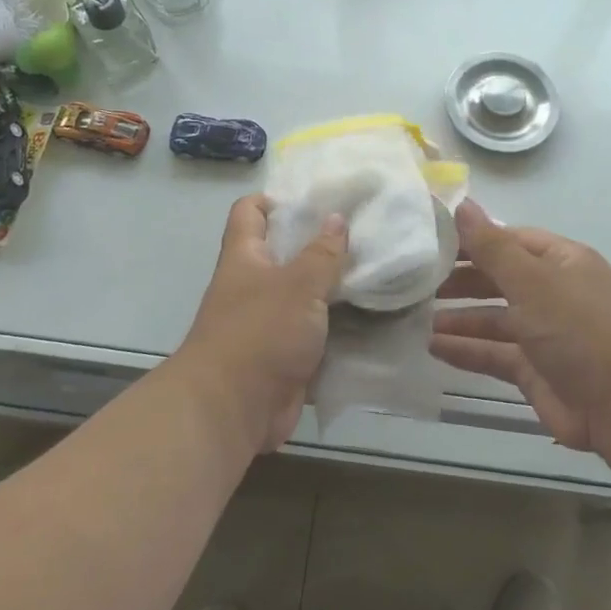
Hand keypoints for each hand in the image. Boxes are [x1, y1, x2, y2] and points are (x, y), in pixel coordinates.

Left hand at [174, 195, 348, 454]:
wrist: (232, 409)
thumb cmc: (259, 333)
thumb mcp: (297, 285)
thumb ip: (321, 253)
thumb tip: (336, 219)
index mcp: (245, 258)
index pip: (250, 213)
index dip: (275, 200)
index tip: (315, 199)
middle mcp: (253, 287)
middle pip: (284, 254)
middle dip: (320, 244)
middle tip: (364, 235)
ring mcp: (268, 324)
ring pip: (305, 297)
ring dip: (335, 289)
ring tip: (378, 272)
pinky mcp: (285, 357)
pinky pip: (315, 334)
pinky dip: (338, 329)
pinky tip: (374, 318)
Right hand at [430, 200, 610, 451]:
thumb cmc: (578, 329)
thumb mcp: (532, 281)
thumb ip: (492, 246)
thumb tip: (461, 203)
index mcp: (561, 261)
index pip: (510, 240)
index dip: (472, 240)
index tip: (430, 241)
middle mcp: (553, 293)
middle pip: (499, 279)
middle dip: (461, 281)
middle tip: (417, 282)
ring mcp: (544, 334)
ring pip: (494, 319)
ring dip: (459, 318)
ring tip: (416, 318)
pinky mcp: (535, 370)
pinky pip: (494, 353)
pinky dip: (466, 350)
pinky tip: (432, 348)